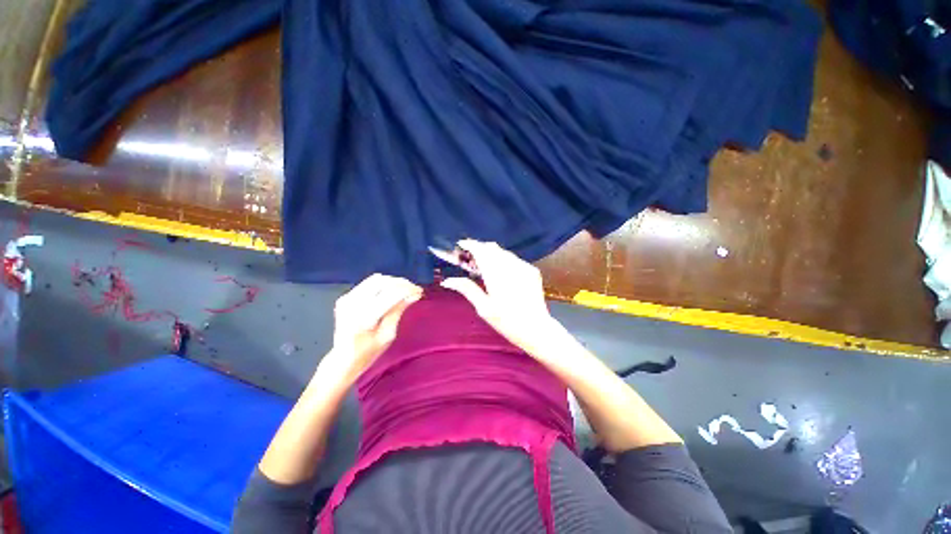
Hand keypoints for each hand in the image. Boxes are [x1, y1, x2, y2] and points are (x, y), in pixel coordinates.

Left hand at [323, 274, 421, 382]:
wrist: (342, 360)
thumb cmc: (368, 352)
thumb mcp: (388, 335)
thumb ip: (398, 311)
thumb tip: (414, 294)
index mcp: (365, 317)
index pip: (391, 294)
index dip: (408, 289)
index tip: (420, 291)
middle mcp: (353, 304)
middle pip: (383, 282)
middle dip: (402, 283)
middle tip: (414, 289)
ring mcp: (347, 299)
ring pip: (376, 279)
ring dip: (393, 282)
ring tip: (404, 289)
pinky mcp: (345, 297)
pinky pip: (368, 283)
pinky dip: (383, 284)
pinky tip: (391, 292)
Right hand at [441, 240, 560, 355]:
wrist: (536, 329)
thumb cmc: (506, 321)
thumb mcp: (484, 308)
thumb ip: (467, 289)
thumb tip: (447, 280)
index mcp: (496, 275)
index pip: (481, 251)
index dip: (470, 245)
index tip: (461, 245)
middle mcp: (510, 266)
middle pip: (492, 247)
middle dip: (480, 248)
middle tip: (471, 259)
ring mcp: (523, 266)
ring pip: (503, 251)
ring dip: (492, 253)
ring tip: (485, 266)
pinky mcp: (532, 270)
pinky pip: (514, 258)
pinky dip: (504, 260)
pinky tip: (502, 272)